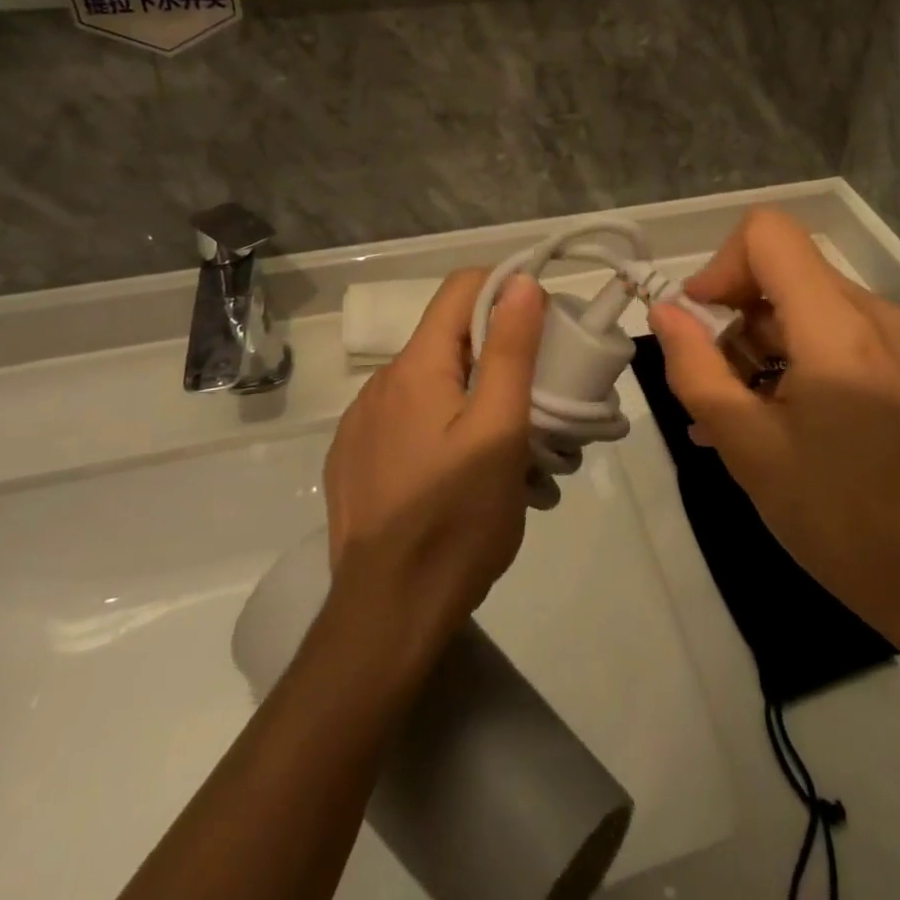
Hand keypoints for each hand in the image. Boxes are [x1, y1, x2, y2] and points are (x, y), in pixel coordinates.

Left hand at [324, 269, 546, 652]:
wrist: (386, 616)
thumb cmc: (457, 520)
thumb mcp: (501, 431)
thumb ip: (511, 350)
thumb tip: (521, 282)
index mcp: (415, 366)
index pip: (462, 287)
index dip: (507, 290)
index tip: (544, 327)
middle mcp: (380, 383)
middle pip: (450, 337)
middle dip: (498, 354)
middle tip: (538, 401)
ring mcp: (361, 423)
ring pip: (431, 381)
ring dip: (472, 394)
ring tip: (506, 449)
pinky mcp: (354, 458)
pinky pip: (407, 419)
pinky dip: (441, 425)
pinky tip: (459, 474)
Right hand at [648, 208, 899, 647]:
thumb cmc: (842, 518)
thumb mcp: (749, 447)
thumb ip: (697, 371)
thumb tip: (666, 313)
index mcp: (836, 323)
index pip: (767, 233)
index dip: (719, 266)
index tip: (696, 324)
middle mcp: (870, 313)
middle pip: (779, 271)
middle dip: (730, 319)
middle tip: (706, 388)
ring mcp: (889, 341)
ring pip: (799, 306)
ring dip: (753, 348)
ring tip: (727, 418)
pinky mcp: (896, 368)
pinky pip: (825, 338)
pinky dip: (785, 362)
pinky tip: (763, 422)